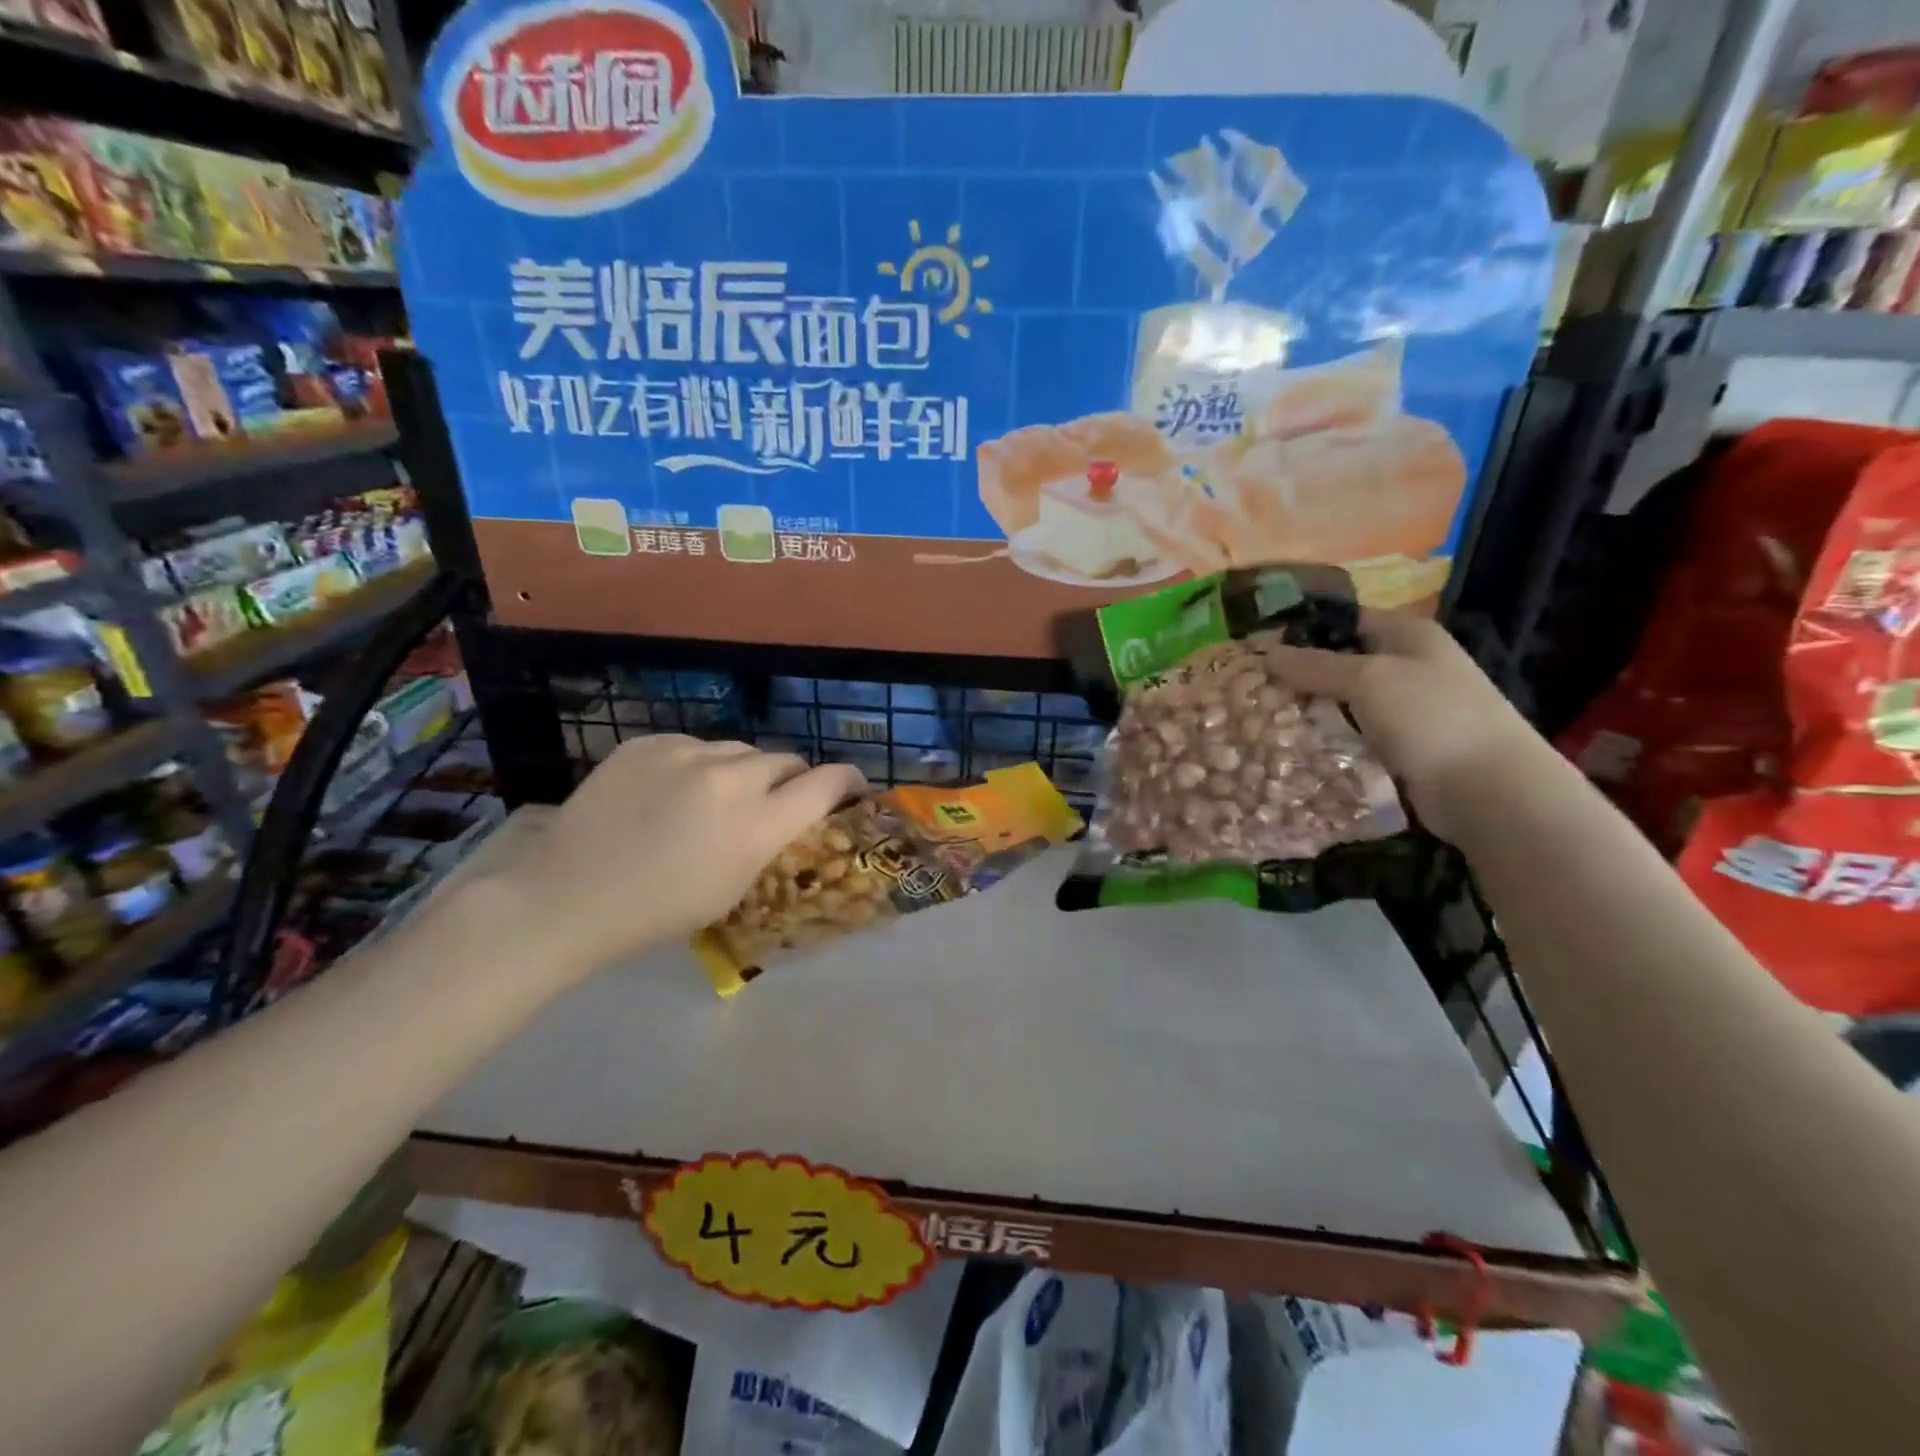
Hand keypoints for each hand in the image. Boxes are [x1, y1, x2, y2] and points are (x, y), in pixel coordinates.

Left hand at [455, 737, 864, 980]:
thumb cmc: (660, 910)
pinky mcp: (649, 741)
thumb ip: (771, 840)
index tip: (852, 787)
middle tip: (776, 800)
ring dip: (743, 770)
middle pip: (785, 759)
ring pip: (739, 749)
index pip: (827, 782)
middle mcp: (731, 777)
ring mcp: (686, 752)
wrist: (569, 894)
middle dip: (791, 779)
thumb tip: (789, 812)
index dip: (848, 780)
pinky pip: (693, 745)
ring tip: (717, 796)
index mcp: (757, 824)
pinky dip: (697, 764)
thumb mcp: (734, 888)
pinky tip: (672, 790)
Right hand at [1260, 611, 1546, 841]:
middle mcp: (1407, 666)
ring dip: (1309, 712)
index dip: (1301, 630)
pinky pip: (1352, 737)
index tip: (1256, 649)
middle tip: (1251, 690)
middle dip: (1298, 676)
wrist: (1490, 791)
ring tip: (1262, 720)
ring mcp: (1406, 710)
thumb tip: (1266, 653)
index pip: (1343, 620)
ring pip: (1343, 704)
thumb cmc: (1431, 718)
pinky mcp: (1400, 748)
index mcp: (1407, 635)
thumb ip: (1315, 665)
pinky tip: (1294, 748)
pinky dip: (1327, 741)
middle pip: (1339, 663)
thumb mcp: (1368, 679)